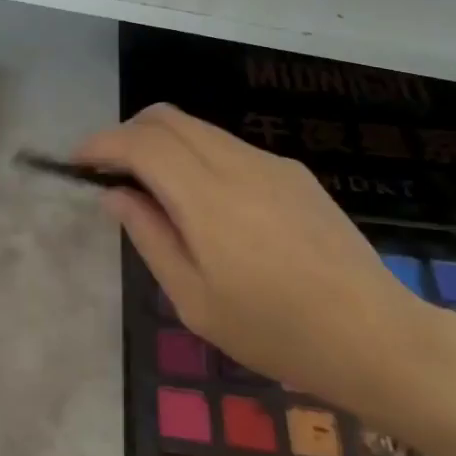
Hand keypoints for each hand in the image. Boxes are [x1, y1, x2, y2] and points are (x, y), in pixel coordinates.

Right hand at [76, 104, 455, 418]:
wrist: (377, 337)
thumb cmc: (275, 331)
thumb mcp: (194, 298)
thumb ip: (149, 236)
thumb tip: (114, 194)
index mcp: (208, 197)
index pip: (141, 142)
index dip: (101, 143)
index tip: (77, 163)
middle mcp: (238, 164)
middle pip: (167, 118)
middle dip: (127, 134)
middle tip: (109, 173)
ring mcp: (271, 164)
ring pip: (198, 128)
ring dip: (162, 144)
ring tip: (152, 191)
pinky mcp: (294, 174)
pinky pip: (229, 147)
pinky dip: (196, 156)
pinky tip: (204, 204)